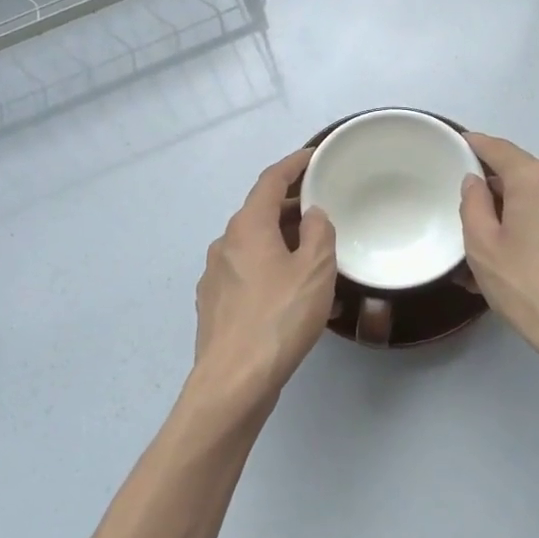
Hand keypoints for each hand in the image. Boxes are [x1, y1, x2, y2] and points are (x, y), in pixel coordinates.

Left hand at [187, 149, 337, 418]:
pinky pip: (247, 274)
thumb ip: (319, 233)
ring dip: (282, 242)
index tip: (315, 156)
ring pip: (254, 246)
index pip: (270, 180)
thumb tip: (312, 214)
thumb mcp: (315, 270)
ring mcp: (215, 276)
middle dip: (291, 206)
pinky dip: (271, 270)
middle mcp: (225, 244)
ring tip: (315, 255)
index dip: (293, 164)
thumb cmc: (279, 318)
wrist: (233, 382)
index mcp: (247, 227)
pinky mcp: (215, 305)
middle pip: (260, 212)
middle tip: (323, 208)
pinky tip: (292, 294)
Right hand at [460, 132, 538, 372]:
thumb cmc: (529, 286)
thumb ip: (473, 204)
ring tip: (496, 251)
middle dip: (496, 193)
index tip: (459, 145)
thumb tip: (475, 181)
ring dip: (518, 216)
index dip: (475, 145)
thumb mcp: (483, 247)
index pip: (498, 148)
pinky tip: (526, 261)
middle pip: (521, 176)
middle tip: (470, 218)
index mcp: (535, 178)